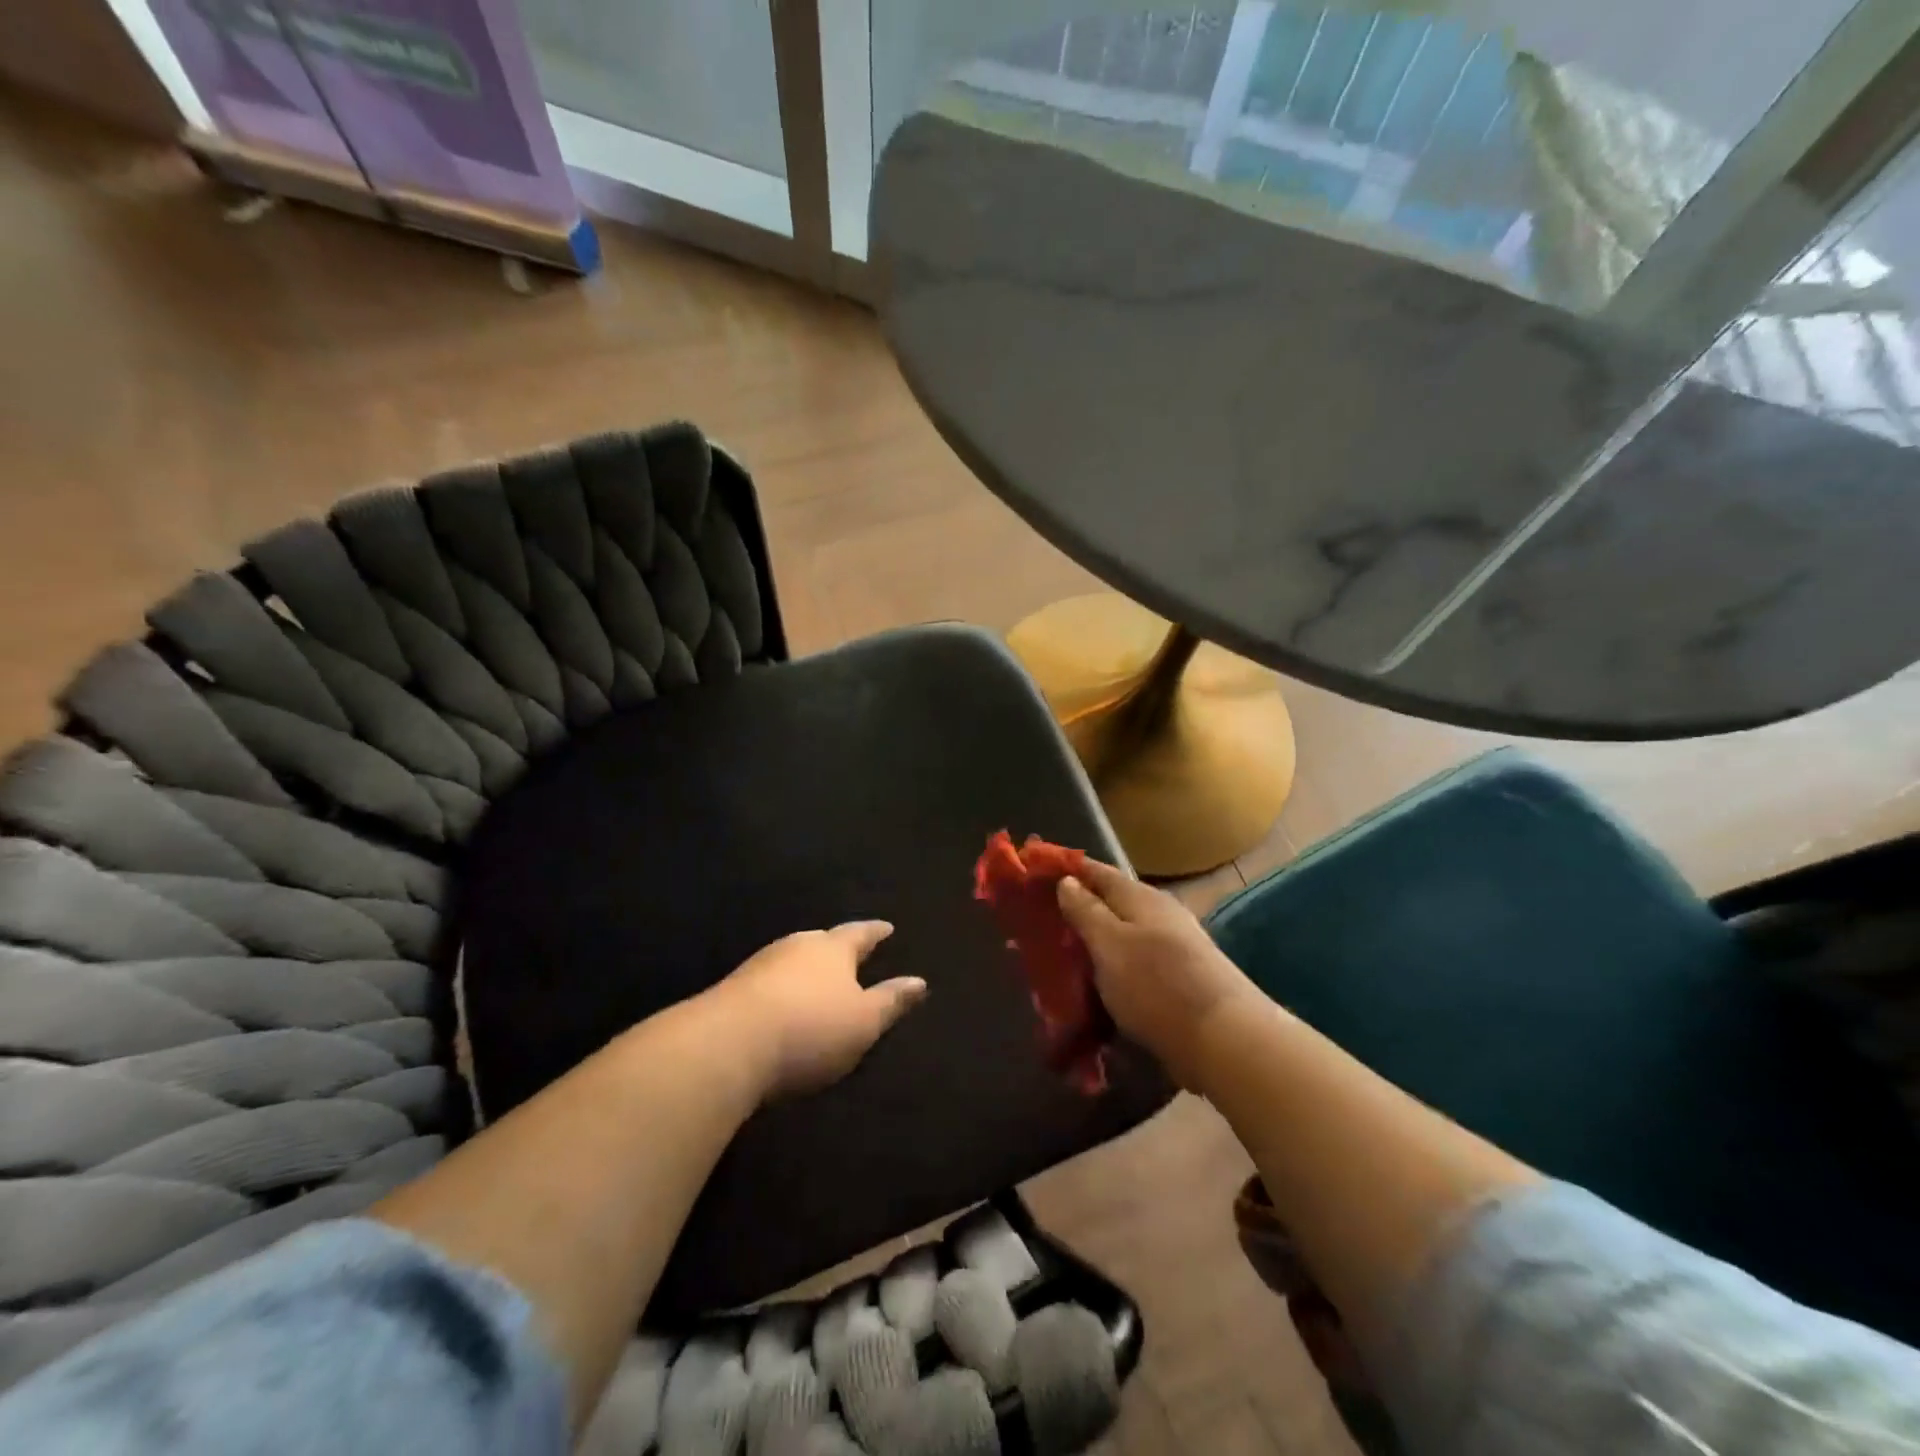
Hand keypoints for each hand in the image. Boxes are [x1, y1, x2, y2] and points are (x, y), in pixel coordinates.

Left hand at [714, 922, 927, 1098]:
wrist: (728, 1045)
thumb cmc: (810, 1029)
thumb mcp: (863, 1021)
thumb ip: (891, 1001)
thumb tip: (919, 981)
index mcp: (832, 948)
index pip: (860, 933)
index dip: (875, 932)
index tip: (887, 928)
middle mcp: (796, 946)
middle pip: (822, 942)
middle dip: (837, 948)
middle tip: (850, 954)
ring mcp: (761, 965)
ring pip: (792, 960)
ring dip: (806, 969)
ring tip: (817, 979)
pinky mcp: (734, 990)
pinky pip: (769, 982)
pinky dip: (782, 989)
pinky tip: (782, 1004)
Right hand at [1057, 861, 1263, 1088]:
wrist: (1224, 1039)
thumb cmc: (1157, 985)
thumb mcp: (1109, 944)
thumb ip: (1086, 911)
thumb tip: (1068, 881)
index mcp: (1141, 897)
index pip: (1097, 871)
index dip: (1067, 870)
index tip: (1035, 875)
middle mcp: (1160, 914)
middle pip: (1111, 903)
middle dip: (1078, 910)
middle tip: (1042, 925)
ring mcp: (1175, 946)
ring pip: (1124, 935)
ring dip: (1096, 943)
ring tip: (1064, 960)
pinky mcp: (1181, 979)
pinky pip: (1136, 963)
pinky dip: (1113, 968)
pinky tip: (1100, 986)